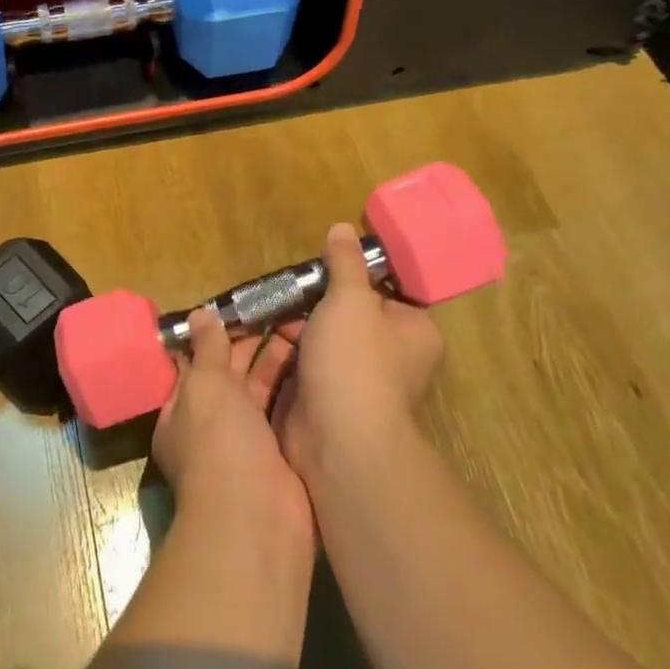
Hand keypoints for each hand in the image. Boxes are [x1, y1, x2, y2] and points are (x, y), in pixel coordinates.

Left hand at [152, 307, 312, 543]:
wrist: (258, 520)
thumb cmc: (219, 444)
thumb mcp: (205, 387)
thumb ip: (206, 349)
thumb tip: (198, 314)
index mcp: (183, 410)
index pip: (197, 364)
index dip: (216, 334)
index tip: (242, 305)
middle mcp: (214, 427)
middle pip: (232, 376)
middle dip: (252, 344)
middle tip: (281, 307)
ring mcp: (250, 444)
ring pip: (264, 391)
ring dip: (279, 361)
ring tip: (303, 323)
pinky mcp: (283, 456)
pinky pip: (288, 413)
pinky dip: (299, 389)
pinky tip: (317, 360)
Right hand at [273, 223, 445, 486]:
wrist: (338, 440)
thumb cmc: (355, 361)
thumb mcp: (350, 299)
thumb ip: (345, 263)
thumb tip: (343, 228)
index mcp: (413, 332)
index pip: (385, 293)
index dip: (352, 278)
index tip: (319, 269)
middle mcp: (391, 358)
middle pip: (346, 317)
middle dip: (312, 304)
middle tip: (283, 291)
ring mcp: (355, 383)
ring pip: (319, 342)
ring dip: (292, 330)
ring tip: (261, 310)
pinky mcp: (324, 402)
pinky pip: (301, 367)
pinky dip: (282, 357)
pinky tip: (257, 339)